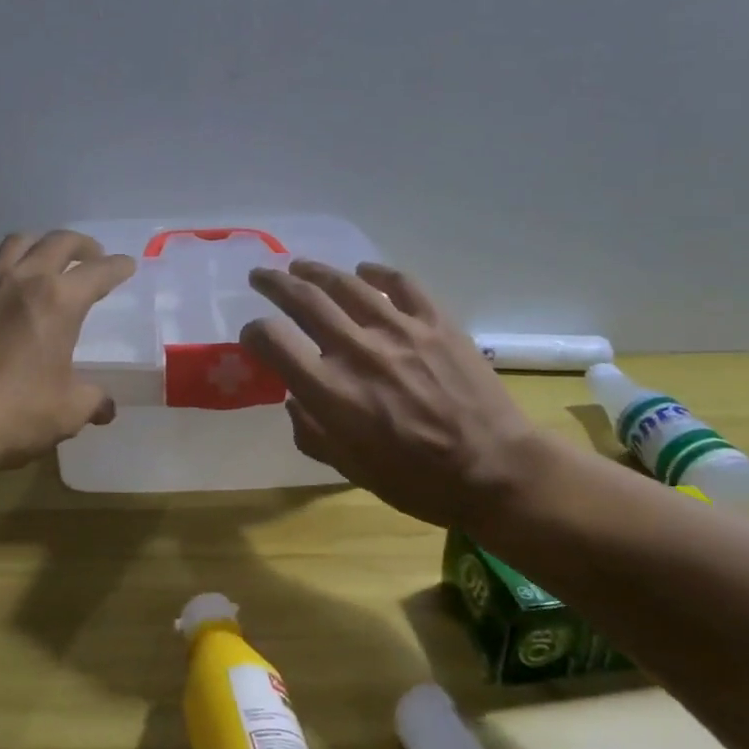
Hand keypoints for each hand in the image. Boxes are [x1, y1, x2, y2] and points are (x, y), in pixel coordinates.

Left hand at [0, 231, 135, 471]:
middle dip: (82, 245)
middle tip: (93, 257)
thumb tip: (104, 406)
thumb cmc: (14, 413)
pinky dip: (9, 276)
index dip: (117, 267)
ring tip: (49, 264)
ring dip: (41, 246)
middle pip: (58, 241)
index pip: (98, 271)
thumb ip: (92, 401)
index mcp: (58, 301)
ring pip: (17, 245)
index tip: (127, 265)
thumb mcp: (67, 412)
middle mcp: (22, 281)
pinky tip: (9, 303)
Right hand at [239, 261, 552, 530]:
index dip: (255, 333)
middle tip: (261, 275)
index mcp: (331, 391)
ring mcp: (399, 330)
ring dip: (316, 271)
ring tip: (301, 266)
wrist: (495, 471)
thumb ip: (312, 433)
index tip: (254, 336)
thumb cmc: (417, 481)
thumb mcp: (350, 469)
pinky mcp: (435, 322)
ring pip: (346, 284)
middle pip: (304, 300)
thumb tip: (294, 400)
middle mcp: (358, 351)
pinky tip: (363, 271)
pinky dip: (376, 272)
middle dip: (274, 284)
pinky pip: (400, 283)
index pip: (273, 341)